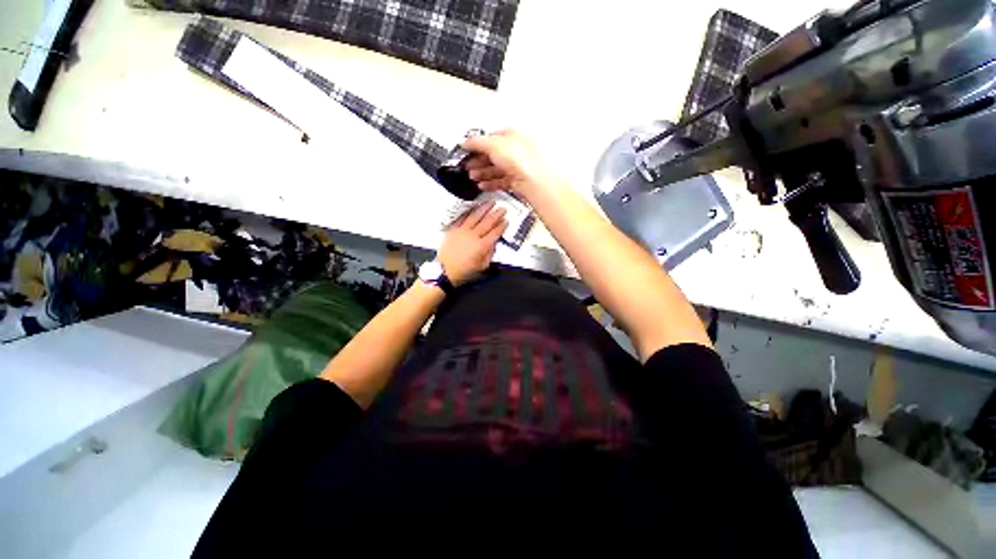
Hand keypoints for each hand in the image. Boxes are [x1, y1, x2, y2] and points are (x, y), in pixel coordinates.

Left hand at [437, 201, 506, 285]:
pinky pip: (463, 217)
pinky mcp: (453, 229)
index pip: (495, 233)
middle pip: (487, 222)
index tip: (506, 221)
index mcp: (481, 246)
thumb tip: (493, 244)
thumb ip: (489, 254)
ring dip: (484, 208)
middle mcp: (473, 236)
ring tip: (491, 202)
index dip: (501, 226)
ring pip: (476, 216)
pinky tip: (474, 207)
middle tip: (502, 208)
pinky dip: (469, 211)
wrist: (444, 271)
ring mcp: (462, 231)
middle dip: (496, 214)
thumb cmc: (463, 271)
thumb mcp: (481, 267)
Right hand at [462, 129, 555, 199]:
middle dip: (478, 161)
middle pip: (493, 155)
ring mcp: (517, 166)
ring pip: (496, 169)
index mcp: (512, 135)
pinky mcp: (517, 180)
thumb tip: (465, 141)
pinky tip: (483, 185)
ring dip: (482, 173)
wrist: (533, 181)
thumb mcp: (493, 145)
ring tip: (473, 176)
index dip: (477, 144)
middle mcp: (516, 150)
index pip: (491, 138)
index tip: (467, 150)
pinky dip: (491, 183)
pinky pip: (501, 181)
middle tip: (468, 165)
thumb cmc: (522, 160)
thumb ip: (476, 142)